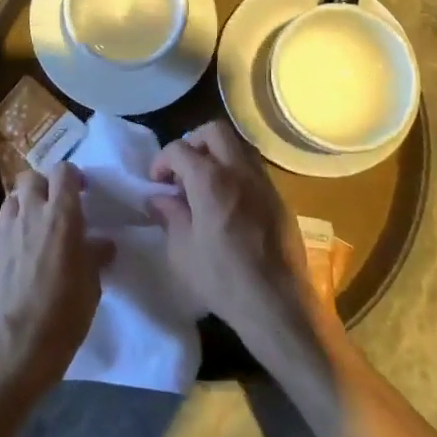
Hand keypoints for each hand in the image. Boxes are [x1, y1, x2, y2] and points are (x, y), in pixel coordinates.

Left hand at [0, 163, 112, 396]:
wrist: (19, 342)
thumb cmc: (65, 311)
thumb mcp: (92, 283)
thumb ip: (95, 254)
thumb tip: (102, 243)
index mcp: (61, 215)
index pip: (63, 171)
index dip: (72, 176)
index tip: (81, 191)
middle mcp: (31, 212)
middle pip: (30, 177)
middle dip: (43, 185)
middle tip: (54, 206)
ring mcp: (6, 228)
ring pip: (12, 198)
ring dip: (24, 205)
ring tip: (34, 226)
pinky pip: (1, 225)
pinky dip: (11, 228)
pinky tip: (19, 250)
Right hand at [148, 121, 322, 352]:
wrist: (278, 306)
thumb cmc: (223, 280)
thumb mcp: (182, 252)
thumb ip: (170, 215)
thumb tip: (159, 198)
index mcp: (210, 180)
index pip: (179, 148)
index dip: (162, 161)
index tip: (157, 182)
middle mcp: (238, 171)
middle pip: (214, 131)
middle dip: (193, 142)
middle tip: (183, 170)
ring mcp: (263, 182)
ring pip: (238, 146)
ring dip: (217, 154)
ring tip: (205, 183)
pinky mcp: (279, 198)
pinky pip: (253, 169)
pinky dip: (236, 173)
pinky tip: (229, 202)